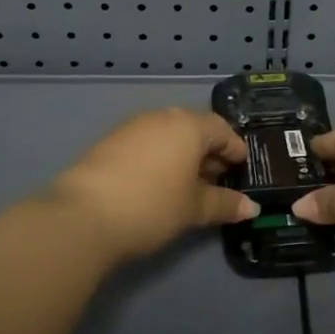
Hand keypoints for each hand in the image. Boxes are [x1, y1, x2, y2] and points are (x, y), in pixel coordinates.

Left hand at [45, 108, 258, 264]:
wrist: (83, 216)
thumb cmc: (152, 206)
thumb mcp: (194, 209)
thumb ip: (224, 204)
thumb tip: (251, 207)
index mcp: (188, 126)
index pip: (221, 129)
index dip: (235, 148)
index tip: (242, 168)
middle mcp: (161, 117)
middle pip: (194, 128)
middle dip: (209, 152)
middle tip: (219, 179)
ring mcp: (132, 127)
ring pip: (168, 135)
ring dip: (182, 155)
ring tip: (188, 184)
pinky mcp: (109, 141)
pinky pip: (146, 143)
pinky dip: (159, 158)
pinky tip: (158, 183)